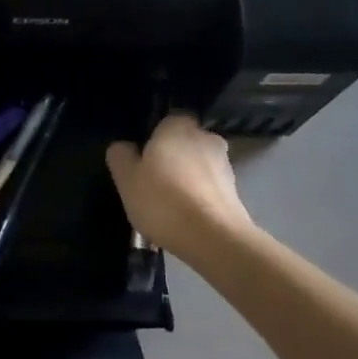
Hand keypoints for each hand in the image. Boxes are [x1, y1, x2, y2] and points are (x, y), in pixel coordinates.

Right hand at [106, 114, 253, 260]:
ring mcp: (225, 164)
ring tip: (170, 209)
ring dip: (188, 180)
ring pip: (199, 167)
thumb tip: (125, 147)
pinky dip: (200, 199)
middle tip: (154, 184)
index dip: (154, 138)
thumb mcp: (127, 179)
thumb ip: (121, 156)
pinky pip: (210, 190)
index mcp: (178, 125)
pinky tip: (188, 221)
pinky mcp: (236, 192)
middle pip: (184, 143)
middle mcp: (206, 137)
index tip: (143, 160)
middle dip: (173, 159)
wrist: (215, 239)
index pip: (166, 120)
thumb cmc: (164, 200)